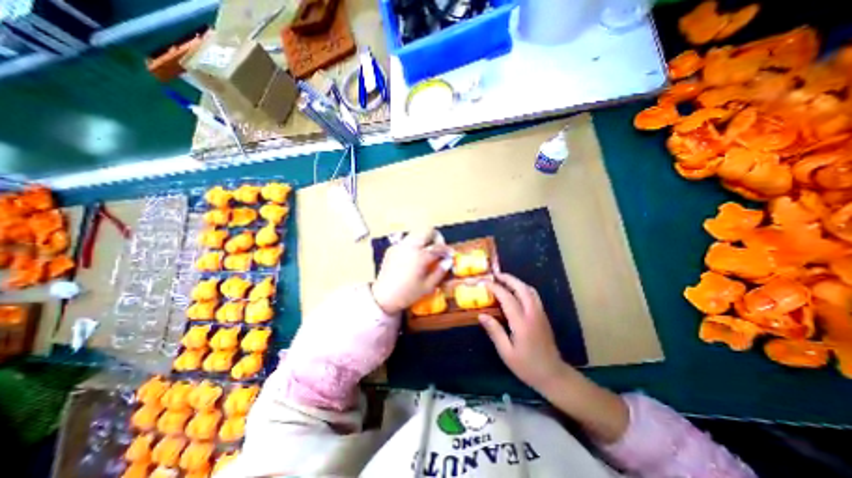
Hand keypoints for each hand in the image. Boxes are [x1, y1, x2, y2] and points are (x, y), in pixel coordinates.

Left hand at [373, 228, 452, 315]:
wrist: (382, 297)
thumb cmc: (407, 294)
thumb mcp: (427, 286)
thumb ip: (440, 271)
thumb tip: (448, 261)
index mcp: (419, 256)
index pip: (438, 246)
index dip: (447, 249)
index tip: (450, 254)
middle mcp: (409, 246)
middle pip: (427, 230)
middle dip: (436, 238)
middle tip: (438, 250)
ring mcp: (399, 246)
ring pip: (416, 233)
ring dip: (425, 239)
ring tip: (427, 253)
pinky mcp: (392, 248)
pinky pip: (407, 240)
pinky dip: (414, 244)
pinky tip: (414, 258)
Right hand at [477, 273, 571, 395]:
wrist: (554, 375)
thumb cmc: (527, 366)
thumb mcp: (506, 353)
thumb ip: (495, 332)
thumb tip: (482, 315)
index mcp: (522, 323)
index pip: (507, 298)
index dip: (495, 288)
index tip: (484, 283)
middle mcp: (533, 314)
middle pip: (522, 289)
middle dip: (508, 279)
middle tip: (495, 275)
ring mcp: (540, 314)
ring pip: (530, 290)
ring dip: (517, 282)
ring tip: (504, 280)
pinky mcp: (543, 316)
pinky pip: (533, 296)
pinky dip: (523, 288)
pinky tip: (515, 291)